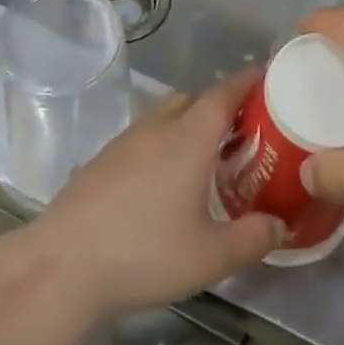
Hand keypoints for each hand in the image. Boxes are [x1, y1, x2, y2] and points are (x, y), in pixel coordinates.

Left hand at [30, 72, 282, 319]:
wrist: (63, 266)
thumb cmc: (145, 254)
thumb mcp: (210, 256)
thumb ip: (252, 238)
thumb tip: (280, 226)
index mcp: (189, 138)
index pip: (224, 93)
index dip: (247, 82)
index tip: (267, 79)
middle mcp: (157, 128)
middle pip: (192, 98)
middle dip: (218, 104)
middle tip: (241, 130)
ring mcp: (124, 142)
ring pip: (163, 115)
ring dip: (187, 122)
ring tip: (204, 155)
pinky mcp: (101, 161)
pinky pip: (141, 136)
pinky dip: (161, 142)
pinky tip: (162, 180)